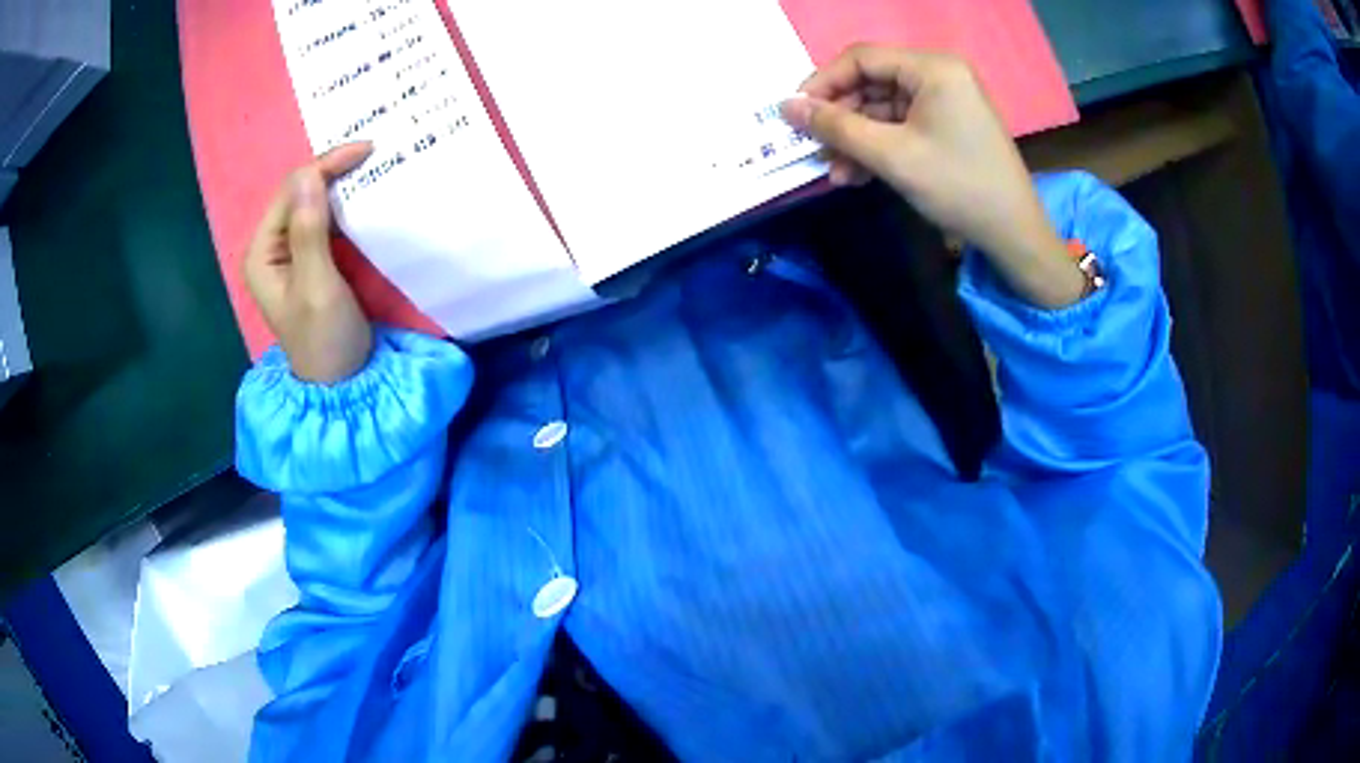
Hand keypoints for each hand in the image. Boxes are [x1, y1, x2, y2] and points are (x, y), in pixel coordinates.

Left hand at [244, 143, 374, 383]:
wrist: (341, 383)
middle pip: (298, 193)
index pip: (291, 192)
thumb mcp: (317, 287)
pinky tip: (360, 196)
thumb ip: (310, 233)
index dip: (325, 166)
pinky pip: (321, 220)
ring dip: (338, 184)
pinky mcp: (307, 260)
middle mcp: (270, 247)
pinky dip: (341, 205)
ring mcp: (287, 254)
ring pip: (310, 203)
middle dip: (331, 170)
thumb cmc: (325, 340)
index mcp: (262, 252)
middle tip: (372, 154)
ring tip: (370, 167)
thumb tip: (310, 174)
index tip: (367, 151)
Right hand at [782, 45, 1085, 307]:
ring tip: (836, 174)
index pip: (862, 58)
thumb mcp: (891, 155)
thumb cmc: (957, 186)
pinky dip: (878, 148)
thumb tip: (786, 107)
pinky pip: (901, 126)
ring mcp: (945, 101)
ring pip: (883, 109)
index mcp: (932, 68)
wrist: (1014, 234)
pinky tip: (858, 175)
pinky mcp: (947, 126)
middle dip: (841, 119)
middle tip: (815, 150)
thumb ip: (836, 127)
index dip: (823, 82)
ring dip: (856, 140)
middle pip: (872, 84)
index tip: (795, 114)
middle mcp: (939, 75)